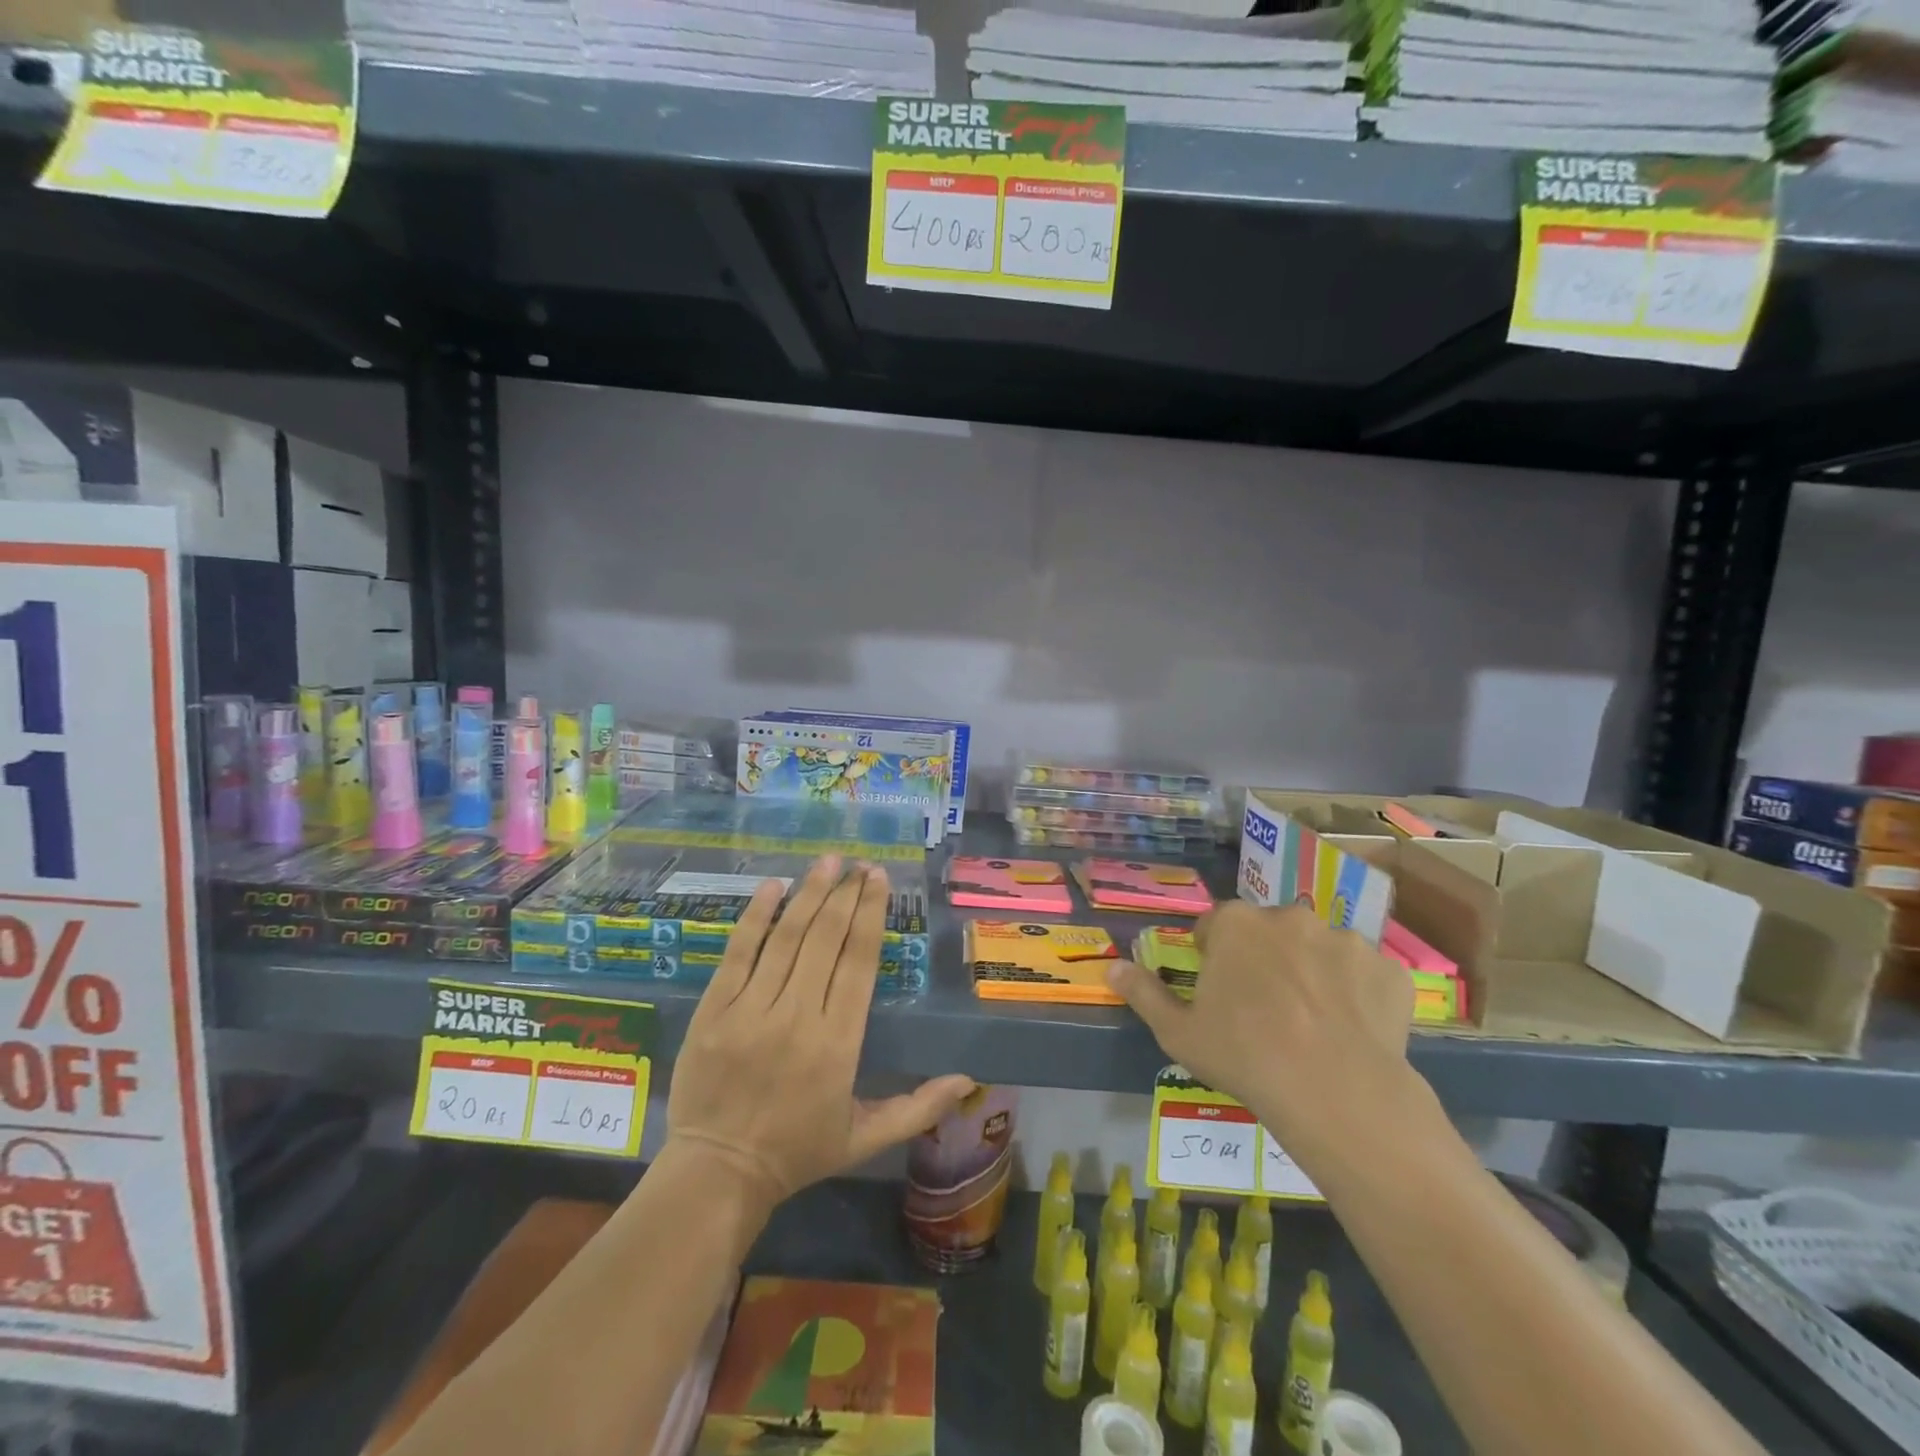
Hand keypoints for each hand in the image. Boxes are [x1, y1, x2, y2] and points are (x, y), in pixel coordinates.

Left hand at [666, 856, 974, 1207]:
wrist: (717, 1174)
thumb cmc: (798, 1152)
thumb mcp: (866, 1138)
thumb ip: (918, 1108)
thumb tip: (969, 1080)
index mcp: (838, 1043)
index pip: (858, 961)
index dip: (870, 914)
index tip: (878, 879)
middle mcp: (797, 1016)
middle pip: (826, 939)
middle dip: (845, 894)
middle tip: (858, 864)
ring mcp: (751, 1010)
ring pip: (786, 938)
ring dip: (809, 894)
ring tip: (827, 862)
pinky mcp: (714, 1010)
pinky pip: (737, 953)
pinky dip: (756, 917)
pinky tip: (773, 886)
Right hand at [1108, 902, 1419, 1176]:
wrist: (1337, 1093)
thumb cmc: (1245, 1056)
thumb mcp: (1179, 1033)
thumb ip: (1143, 994)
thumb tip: (1111, 967)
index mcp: (1236, 923)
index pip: (1215, 928)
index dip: (1214, 959)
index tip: (1220, 993)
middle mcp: (1289, 916)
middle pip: (1269, 932)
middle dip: (1265, 959)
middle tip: (1267, 1009)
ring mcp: (1344, 938)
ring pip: (1319, 950)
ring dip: (1312, 971)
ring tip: (1314, 1023)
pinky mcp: (1388, 968)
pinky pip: (1365, 975)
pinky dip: (1357, 993)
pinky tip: (1353, 1030)